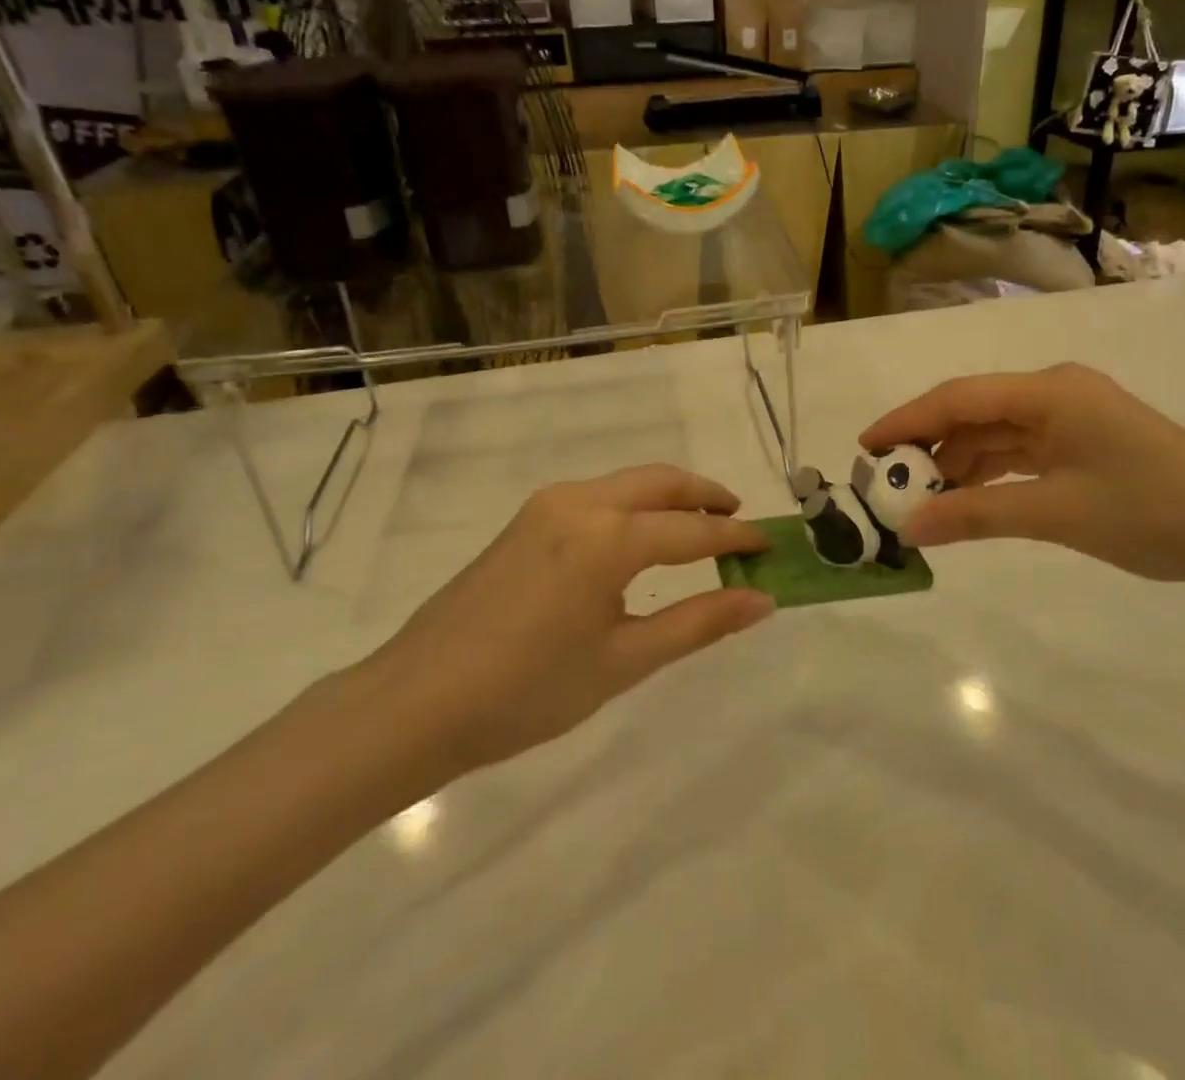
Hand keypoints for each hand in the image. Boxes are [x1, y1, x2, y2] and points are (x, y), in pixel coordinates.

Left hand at [356, 465, 772, 793]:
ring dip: (669, 497)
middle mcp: (580, 502)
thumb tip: (761, 599)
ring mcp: (547, 505)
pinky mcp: (526, 519)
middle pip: (661, 482)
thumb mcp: (624, 661)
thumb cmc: (527, 691)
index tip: (770, 546)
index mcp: (607, 536)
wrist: (415, 703)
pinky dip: (634, 505)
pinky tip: (640, 540)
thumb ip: (698, 623)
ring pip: (627, 483)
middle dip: (706, 496)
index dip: (736, 537)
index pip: (692, 529)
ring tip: (698, 529)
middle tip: (739, 520)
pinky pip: (598, 495)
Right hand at [862, 363, 1184, 585]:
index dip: (907, 419)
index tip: (865, 447)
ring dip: (959, 463)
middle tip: (887, 481)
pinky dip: (990, 473)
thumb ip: (976, 514)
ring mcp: (1072, 417)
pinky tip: (966, 498)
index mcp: (1050, 392)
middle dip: (929, 445)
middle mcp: (1055, 393)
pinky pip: (1020, 451)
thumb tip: (909, 527)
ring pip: (996, 433)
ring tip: (920, 497)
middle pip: (974, 412)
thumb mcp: (1055, 513)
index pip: (959, 398)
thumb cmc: (1150, 512)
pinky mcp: (1083, 442)